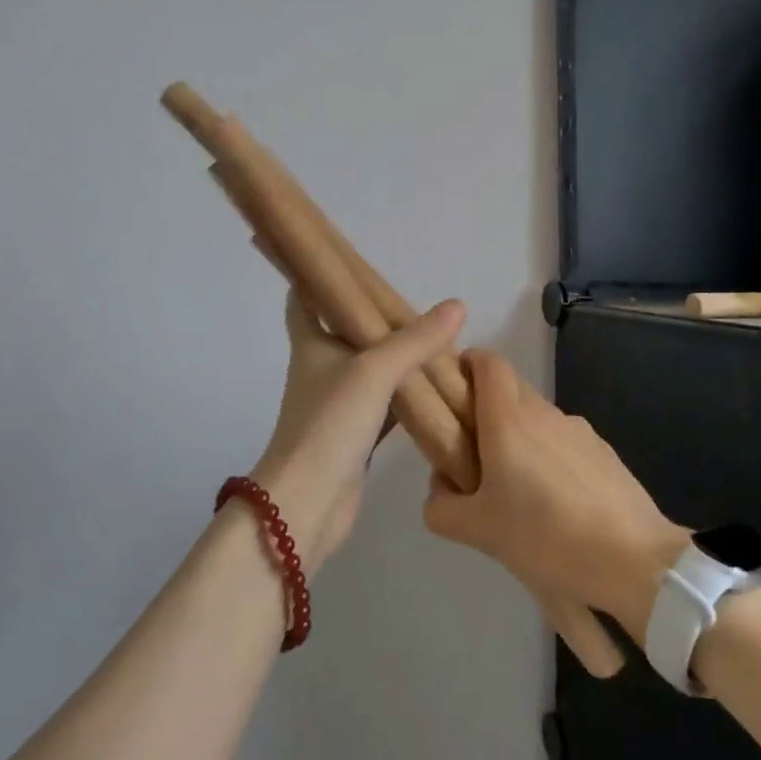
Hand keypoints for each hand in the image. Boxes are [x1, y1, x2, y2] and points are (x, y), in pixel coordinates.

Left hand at [251, 291, 464, 565]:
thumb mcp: (374, 371)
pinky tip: (436, 389)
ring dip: (395, 355)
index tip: (340, 256)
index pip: (304, 298)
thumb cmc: (329, 424)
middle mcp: (321, 369)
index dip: (316, 275)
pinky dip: (407, 395)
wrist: (307, 504)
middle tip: (409, 298)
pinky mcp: (355, 435)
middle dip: (371, 315)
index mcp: (312, 344)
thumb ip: (416, 340)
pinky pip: (386, 404)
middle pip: (343, 331)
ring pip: (370, 369)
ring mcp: (338, 404)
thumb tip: (457, 306)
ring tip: (433, 337)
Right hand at [422, 349, 688, 643]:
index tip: (451, 391)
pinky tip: (555, 507)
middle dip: (486, 408)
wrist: (634, 564)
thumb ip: (442, 506)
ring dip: (519, 438)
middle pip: (509, 388)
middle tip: (472, 452)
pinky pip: (564, 443)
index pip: (487, 361)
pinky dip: (549, 458)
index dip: (467, 364)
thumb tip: (440, 488)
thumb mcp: (478, 531)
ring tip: (516, 492)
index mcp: (508, 419)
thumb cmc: (545, 538)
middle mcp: (544, 413)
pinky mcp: (604, 453)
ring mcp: (579, 431)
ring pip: (537, 418)